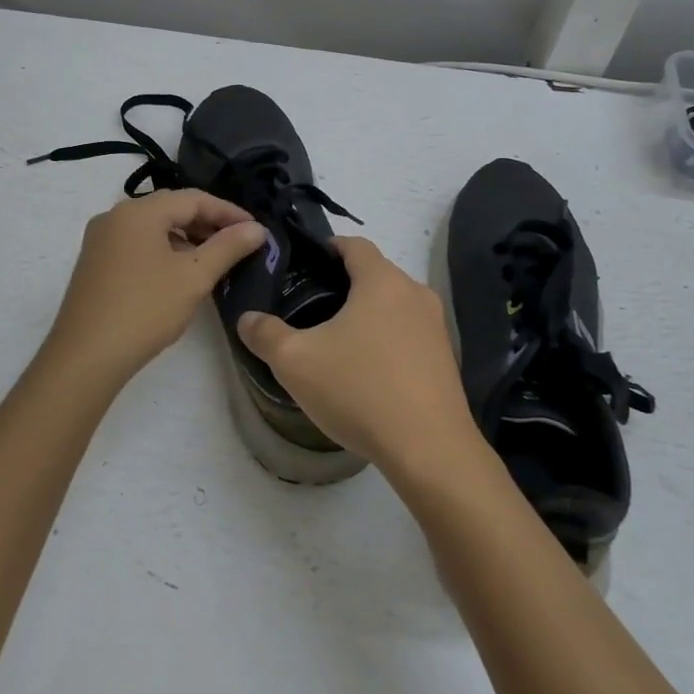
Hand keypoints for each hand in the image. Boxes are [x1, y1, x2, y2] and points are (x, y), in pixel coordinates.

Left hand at [41, 189, 268, 388]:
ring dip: (187, 238)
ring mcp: (101, 239)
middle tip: (240, 243)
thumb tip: (257, 228)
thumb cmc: (144, 310)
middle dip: (208, 223)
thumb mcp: (193, 277)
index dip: (229, 212)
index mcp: (139, 211)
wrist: (85, 358)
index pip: (194, 198)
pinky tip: (181, 273)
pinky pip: (138, 244)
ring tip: (215, 259)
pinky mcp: (95, 262)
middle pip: (172, 208)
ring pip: (154, 227)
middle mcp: (115, 216)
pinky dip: (165, 250)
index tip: (257, 230)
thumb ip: (228, 247)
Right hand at [236, 237, 483, 481]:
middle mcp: (415, 293)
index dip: (327, 248)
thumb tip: (247, 318)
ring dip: (367, 314)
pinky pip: (409, 333)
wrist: (429, 449)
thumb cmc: (360, 390)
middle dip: (343, 284)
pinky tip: (367, 370)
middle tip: (310, 307)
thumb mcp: (296, 362)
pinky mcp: (446, 357)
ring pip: (393, 305)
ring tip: (335, 341)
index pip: (354, 244)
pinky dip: (387, 339)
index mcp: (382, 280)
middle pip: (375, 273)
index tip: (303, 265)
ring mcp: (436, 326)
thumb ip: (265, 334)